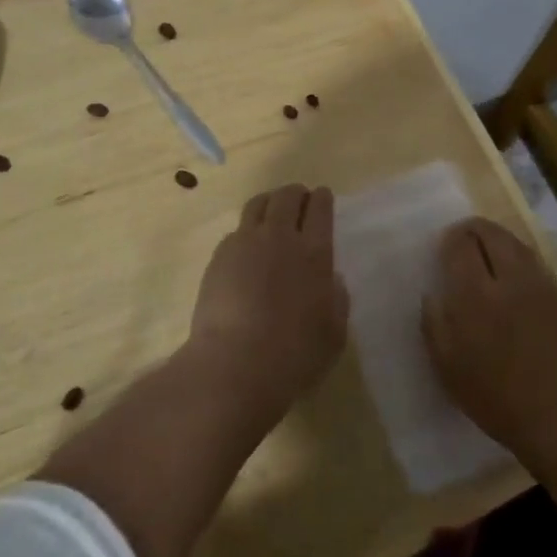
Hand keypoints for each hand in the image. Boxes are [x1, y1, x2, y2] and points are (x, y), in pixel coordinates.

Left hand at [189, 185, 347, 418]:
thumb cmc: (294, 355)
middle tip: (299, 199)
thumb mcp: (333, 334)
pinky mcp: (220, 255)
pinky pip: (237, 230)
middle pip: (287, 197)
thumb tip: (332, 280)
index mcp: (315, 252)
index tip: (323, 196)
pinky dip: (246, 230)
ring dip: (269, 202)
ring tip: (271, 211)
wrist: (235, 363)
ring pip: (258, 204)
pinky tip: (247, 247)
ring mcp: (246, 242)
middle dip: (296, 193)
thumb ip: (337, 300)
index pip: (320, 209)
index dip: (322, 198)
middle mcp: (281, 237)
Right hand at [421, 218, 556, 471]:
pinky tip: (515, 278)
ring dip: (498, 239)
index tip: (443, 246)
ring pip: (516, 244)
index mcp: (476, 294)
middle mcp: (510, 279)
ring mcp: (542, 286)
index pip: (460, 244)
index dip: (449, 239)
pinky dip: (519, 258)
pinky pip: (536, 264)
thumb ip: (435, 325)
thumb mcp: (450, 371)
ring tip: (487, 251)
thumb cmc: (501, 402)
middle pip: (491, 233)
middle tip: (462, 239)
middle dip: (473, 229)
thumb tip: (432, 293)